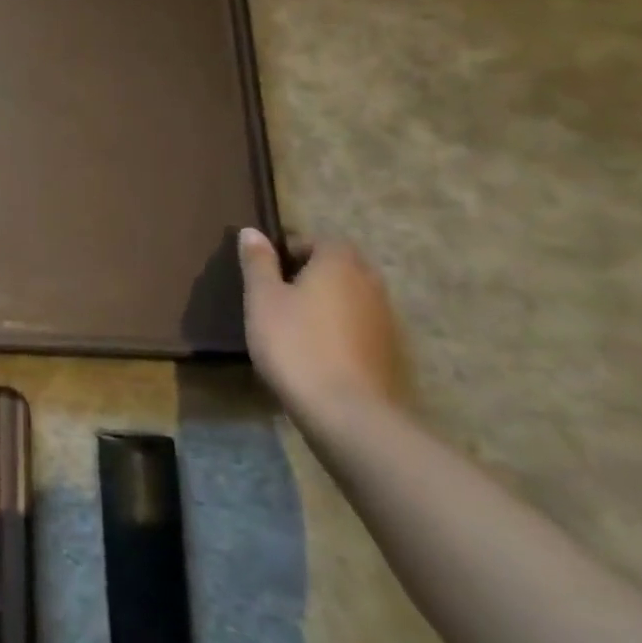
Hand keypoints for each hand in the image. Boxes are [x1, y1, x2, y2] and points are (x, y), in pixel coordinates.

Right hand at [237, 228, 408, 416]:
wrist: (345, 410)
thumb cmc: (295, 343)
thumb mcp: (262, 299)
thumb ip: (258, 263)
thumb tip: (252, 232)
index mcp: (339, 264)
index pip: (322, 241)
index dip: (295, 249)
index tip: (270, 269)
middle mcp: (370, 284)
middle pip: (343, 266)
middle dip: (316, 272)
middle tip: (282, 291)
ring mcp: (385, 319)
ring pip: (354, 296)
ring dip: (331, 300)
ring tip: (297, 321)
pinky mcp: (388, 352)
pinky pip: (361, 325)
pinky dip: (342, 327)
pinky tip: (318, 348)